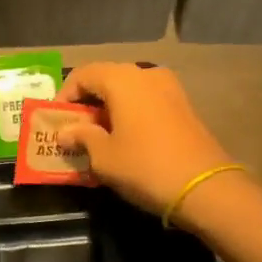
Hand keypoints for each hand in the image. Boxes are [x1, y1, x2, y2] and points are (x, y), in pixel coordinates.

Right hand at [54, 62, 238, 216]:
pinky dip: (130, 113)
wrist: (205, 188)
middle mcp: (146, 74)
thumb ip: (81, 137)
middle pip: (107, 79)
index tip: (56, 121)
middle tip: (74, 129)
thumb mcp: (103, 156)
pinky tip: (125, 139)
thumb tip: (65, 132)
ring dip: (109, 108)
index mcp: (122, 79)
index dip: (64, 96)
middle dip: (87, 102)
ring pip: (128, 90)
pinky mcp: (184, 106)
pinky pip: (147, 101)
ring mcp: (169, 88)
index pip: (83, 75)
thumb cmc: (145, 166)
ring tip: (98, 136)